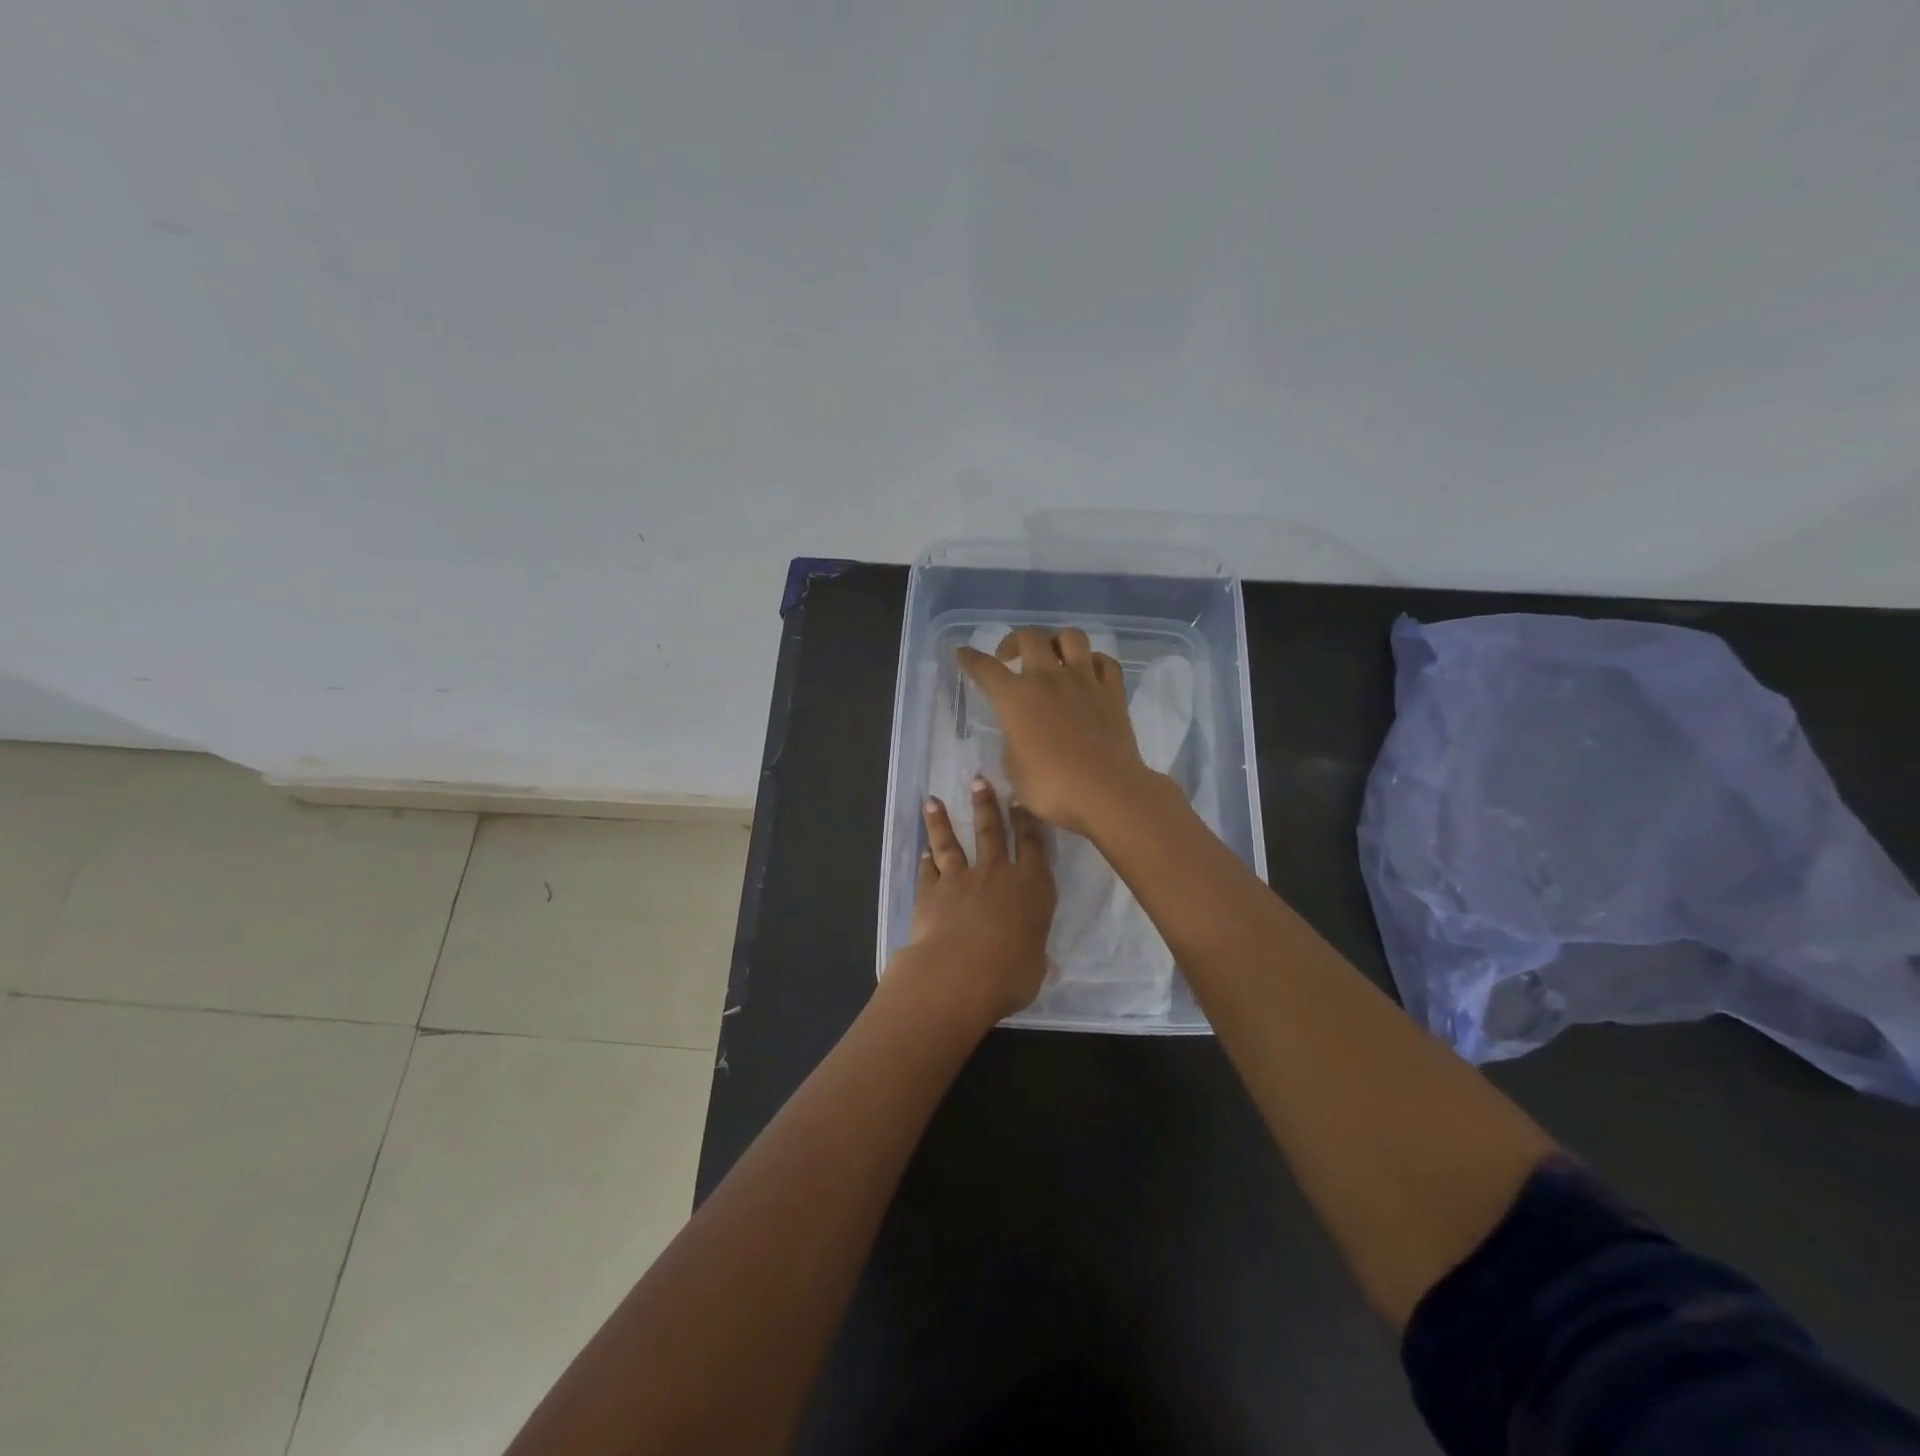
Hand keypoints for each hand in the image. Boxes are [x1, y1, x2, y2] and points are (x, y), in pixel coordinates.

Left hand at [890, 777, 1055, 1024]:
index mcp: (1032, 888)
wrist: (959, 973)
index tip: (1020, 800)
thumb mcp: (1034, 967)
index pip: (1032, 846)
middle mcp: (996, 875)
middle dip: (986, 805)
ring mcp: (960, 880)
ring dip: (942, 822)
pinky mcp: (930, 893)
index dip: (1027, 822)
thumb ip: (1033, 955)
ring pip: (951, 843)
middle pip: (991, 832)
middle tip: (978, 780)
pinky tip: (923, 851)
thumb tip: (1036, 961)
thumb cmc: (1010, 974)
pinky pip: (928, 871)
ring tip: (933, 801)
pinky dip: (925, 860)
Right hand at [957, 627, 1159, 837]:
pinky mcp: (1113, 692)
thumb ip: (1013, 741)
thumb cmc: (1051, 787)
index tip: (963, 653)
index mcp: (1015, 697)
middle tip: (1009, 657)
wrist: (1105, 792)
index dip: (970, 658)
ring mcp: (1084, 681)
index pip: (985, 668)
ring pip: (1072, 637)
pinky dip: (1095, 661)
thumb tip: (1020, 732)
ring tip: (1052, 657)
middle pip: (1029, 637)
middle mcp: (1048, 678)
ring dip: (1057, 641)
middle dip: (1014, 640)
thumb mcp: (1013, 769)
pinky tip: (1089, 672)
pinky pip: (1106, 662)